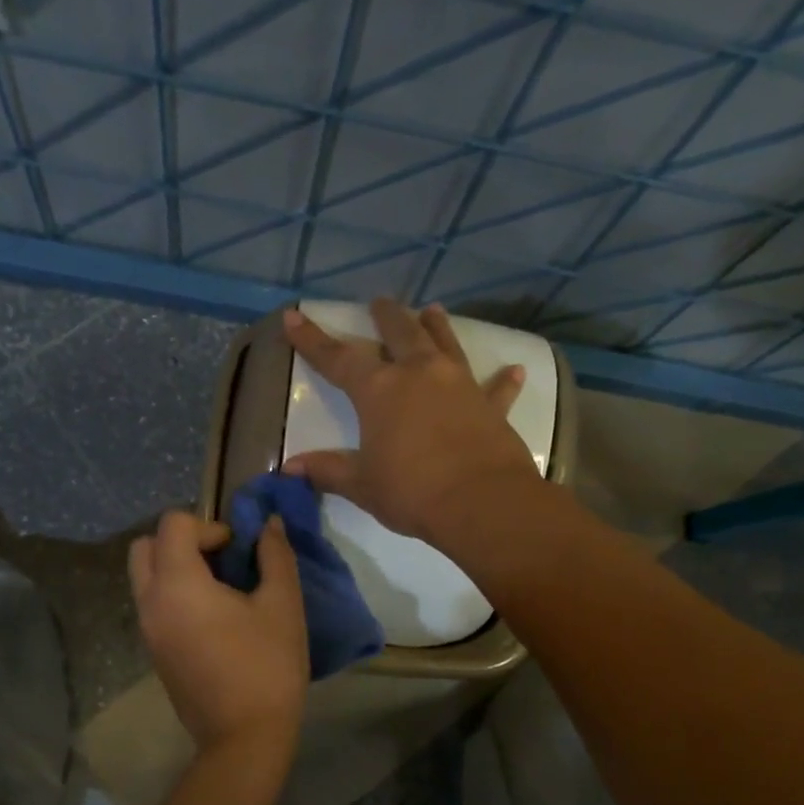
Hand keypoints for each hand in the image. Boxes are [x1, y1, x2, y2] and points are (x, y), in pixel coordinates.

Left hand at [129, 511, 307, 754]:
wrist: (244, 737)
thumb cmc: (267, 666)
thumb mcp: (282, 605)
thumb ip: (274, 556)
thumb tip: (269, 525)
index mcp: (177, 584)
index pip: (173, 524)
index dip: (208, 525)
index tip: (237, 550)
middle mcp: (151, 602)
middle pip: (145, 547)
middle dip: (181, 541)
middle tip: (220, 560)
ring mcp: (147, 630)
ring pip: (145, 577)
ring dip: (176, 567)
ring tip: (220, 589)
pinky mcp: (153, 652)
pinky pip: (152, 604)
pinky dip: (174, 594)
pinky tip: (213, 617)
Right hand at [281, 298, 538, 542]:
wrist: (481, 503)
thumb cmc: (412, 492)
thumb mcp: (362, 485)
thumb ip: (327, 471)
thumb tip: (289, 468)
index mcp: (380, 390)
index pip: (338, 358)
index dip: (313, 339)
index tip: (295, 316)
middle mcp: (420, 374)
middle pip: (400, 333)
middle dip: (385, 317)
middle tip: (379, 302)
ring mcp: (460, 385)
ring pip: (446, 344)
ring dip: (437, 327)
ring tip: (433, 310)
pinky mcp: (491, 406)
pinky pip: (496, 389)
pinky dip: (503, 380)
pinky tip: (514, 370)